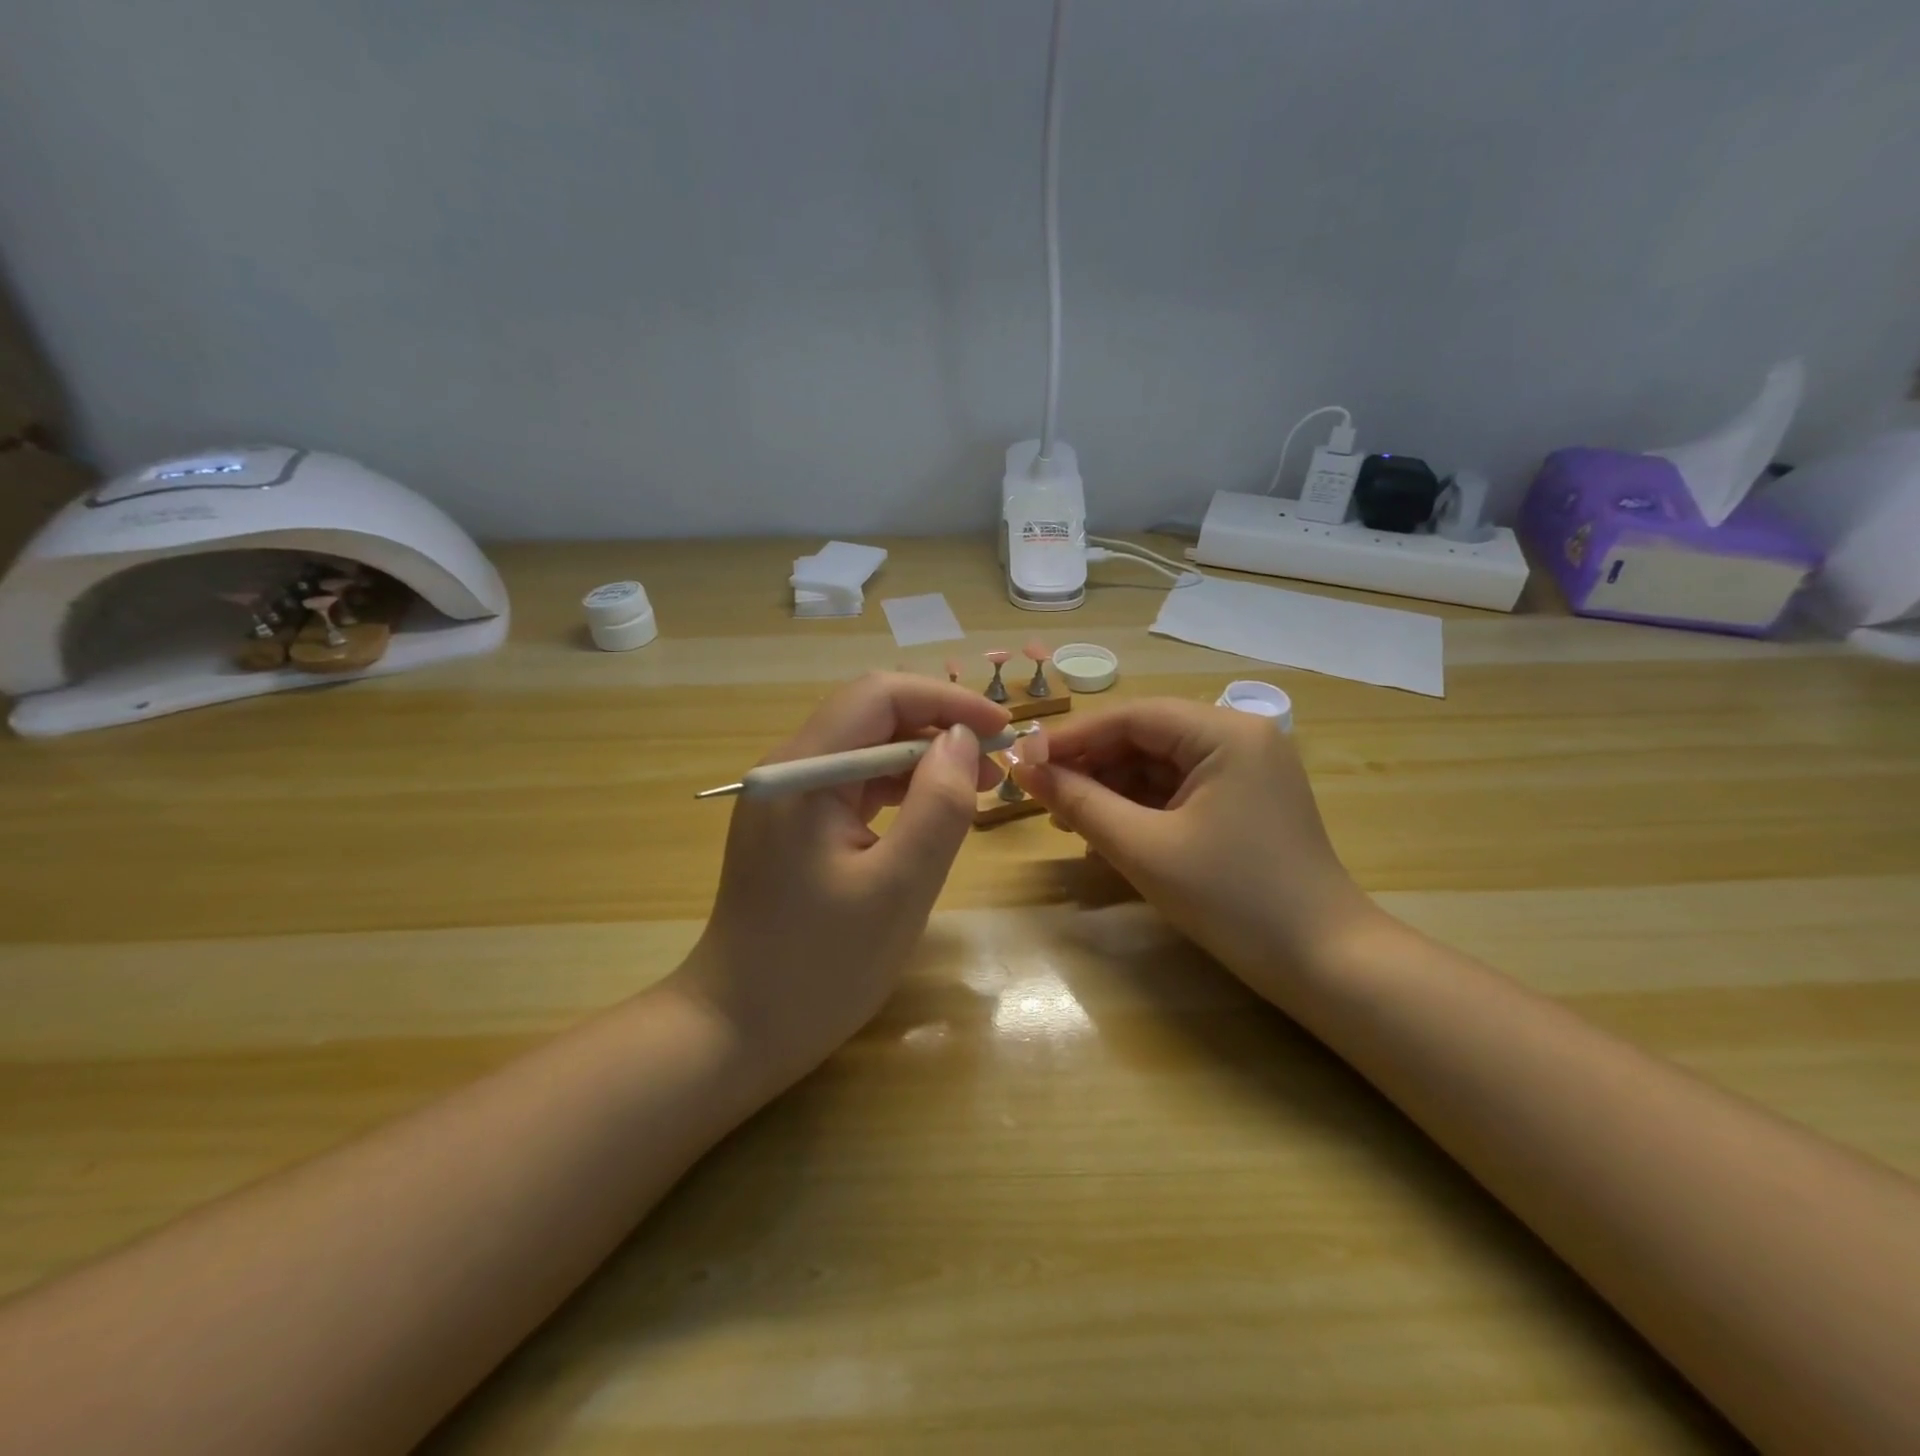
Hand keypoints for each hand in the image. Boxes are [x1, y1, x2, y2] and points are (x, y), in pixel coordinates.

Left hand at [676, 673, 1009, 1088]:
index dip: (946, 702)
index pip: (879, 696)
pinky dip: (899, 792)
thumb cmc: (819, 967)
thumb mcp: (898, 888)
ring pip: (867, 752)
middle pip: (872, 718)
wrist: (737, 1031)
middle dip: (939, 731)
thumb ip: (937, 806)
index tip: (1002, 731)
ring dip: (923, 763)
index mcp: (801, 772)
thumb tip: (962, 741)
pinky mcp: (794, 827)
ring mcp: (787, 799)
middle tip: (996, 770)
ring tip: (976, 792)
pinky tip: (930, 816)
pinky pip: (855, 788)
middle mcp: (788, 771)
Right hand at [1012, 698, 1379, 989]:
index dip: (1071, 738)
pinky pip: (1178, 791)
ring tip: (1065, 820)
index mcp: (1225, 732)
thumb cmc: (1233, 898)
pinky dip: (1139, 809)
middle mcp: (1238, 737)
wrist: (1324, 964)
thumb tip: (1024, 769)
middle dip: (1090, 766)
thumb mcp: (1144, 848)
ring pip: (1158, 765)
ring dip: (1110, 790)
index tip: (1021, 762)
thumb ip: (1080, 803)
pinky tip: (1106, 834)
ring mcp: (1245, 770)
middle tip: (1039, 795)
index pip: (1131, 716)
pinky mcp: (1244, 802)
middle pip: (1145, 737)